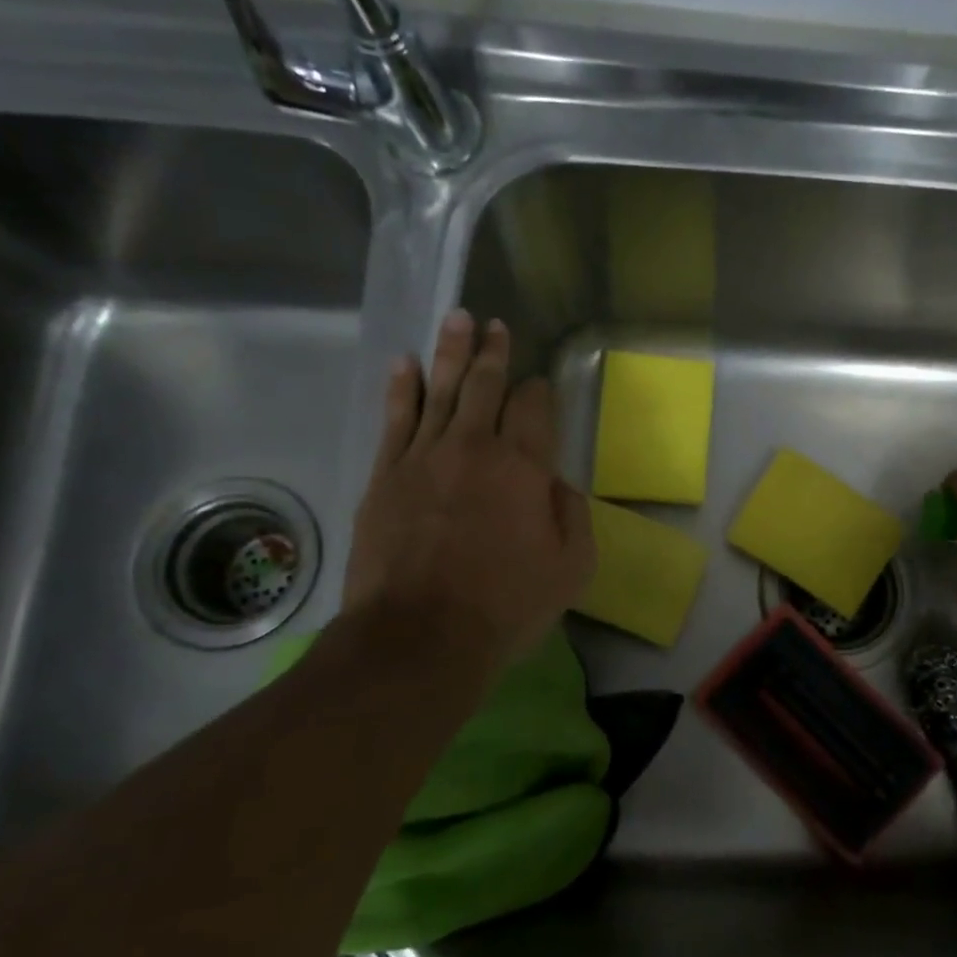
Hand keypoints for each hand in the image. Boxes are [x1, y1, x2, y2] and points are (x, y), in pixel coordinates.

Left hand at [343, 311, 594, 666]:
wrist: (419, 637)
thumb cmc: (506, 605)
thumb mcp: (571, 568)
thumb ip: (572, 515)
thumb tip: (558, 483)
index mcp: (524, 467)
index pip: (533, 408)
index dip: (538, 391)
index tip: (539, 385)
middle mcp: (474, 448)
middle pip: (484, 386)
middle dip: (493, 352)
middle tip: (493, 324)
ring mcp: (423, 458)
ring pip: (439, 391)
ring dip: (450, 353)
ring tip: (456, 319)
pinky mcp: (385, 477)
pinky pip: (395, 419)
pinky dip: (402, 388)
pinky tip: (405, 364)